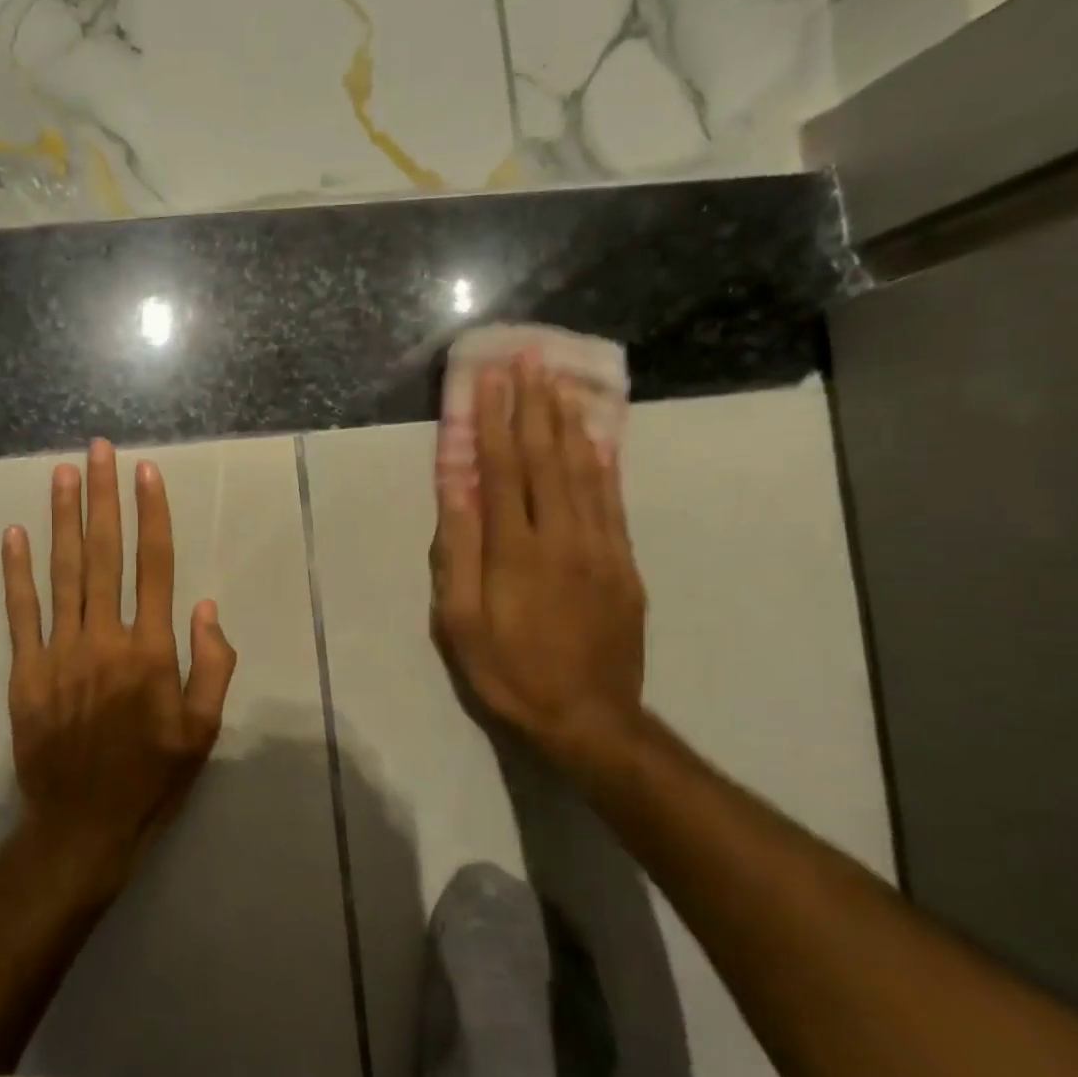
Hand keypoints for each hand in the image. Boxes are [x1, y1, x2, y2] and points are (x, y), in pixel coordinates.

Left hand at [0, 439, 237, 886]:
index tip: (146, 473)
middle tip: (99, 451)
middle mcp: (106, 639)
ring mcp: (60, 652)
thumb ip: (212, 666)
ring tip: (63, 474)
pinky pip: (21, 613)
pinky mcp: (26, 672)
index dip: (152, 515)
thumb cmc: (152, 777)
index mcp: (151, 651)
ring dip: (64, 519)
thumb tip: (206, 608)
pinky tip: (15, 534)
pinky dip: (17, 572)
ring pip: (64, 572)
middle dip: (103, 497)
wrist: (83, 827)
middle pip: (105, 554)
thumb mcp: (204, 731)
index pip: (155, 566)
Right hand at [431, 353, 646, 748]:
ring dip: (568, 421)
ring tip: (558, 381)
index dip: (494, 420)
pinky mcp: (623, 563)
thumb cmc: (508, 670)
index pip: (503, 469)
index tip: (489, 377)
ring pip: (584, 471)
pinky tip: (595, 436)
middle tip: (530, 357)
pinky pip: (612, 500)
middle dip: (534, 403)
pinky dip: (602, 461)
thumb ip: (460, 548)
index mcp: (516, 550)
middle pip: (546, 457)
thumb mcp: (461, 619)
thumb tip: (455, 486)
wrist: (588, 719)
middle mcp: (562, 536)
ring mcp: (600, 547)